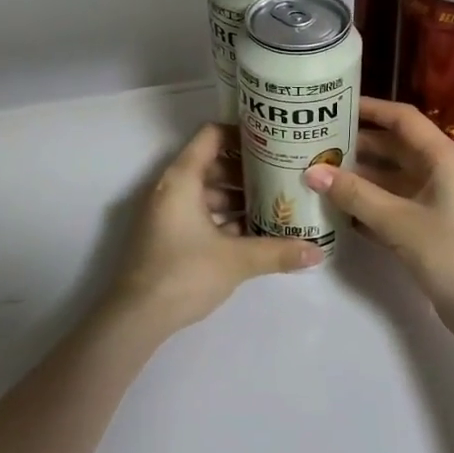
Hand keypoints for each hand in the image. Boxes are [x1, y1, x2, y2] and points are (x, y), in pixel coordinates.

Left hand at [110, 122, 323, 334]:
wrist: (136, 318)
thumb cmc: (184, 273)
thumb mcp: (236, 260)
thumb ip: (277, 252)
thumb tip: (318, 252)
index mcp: (182, 179)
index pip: (212, 135)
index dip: (242, 133)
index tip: (272, 142)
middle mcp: (171, 189)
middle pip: (212, 163)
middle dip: (247, 170)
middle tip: (281, 176)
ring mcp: (166, 213)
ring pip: (207, 192)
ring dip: (237, 197)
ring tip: (273, 205)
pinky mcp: (167, 236)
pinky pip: (199, 214)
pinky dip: (223, 218)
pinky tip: (252, 233)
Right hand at [303, 98, 453, 342]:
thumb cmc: (452, 253)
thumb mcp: (399, 221)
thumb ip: (355, 195)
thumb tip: (311, 171)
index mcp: (442, 157)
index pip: (402, 119)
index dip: (370, 108)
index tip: (334, 105)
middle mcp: (438, 171)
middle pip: (392, 147)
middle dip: (355, 144)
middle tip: (313, 143)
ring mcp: (433, 199)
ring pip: (388, 177)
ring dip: (356, 176)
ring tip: (315, 172)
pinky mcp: (426, 225)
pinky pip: (390, 204)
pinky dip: (365, 203)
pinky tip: (333, 207)